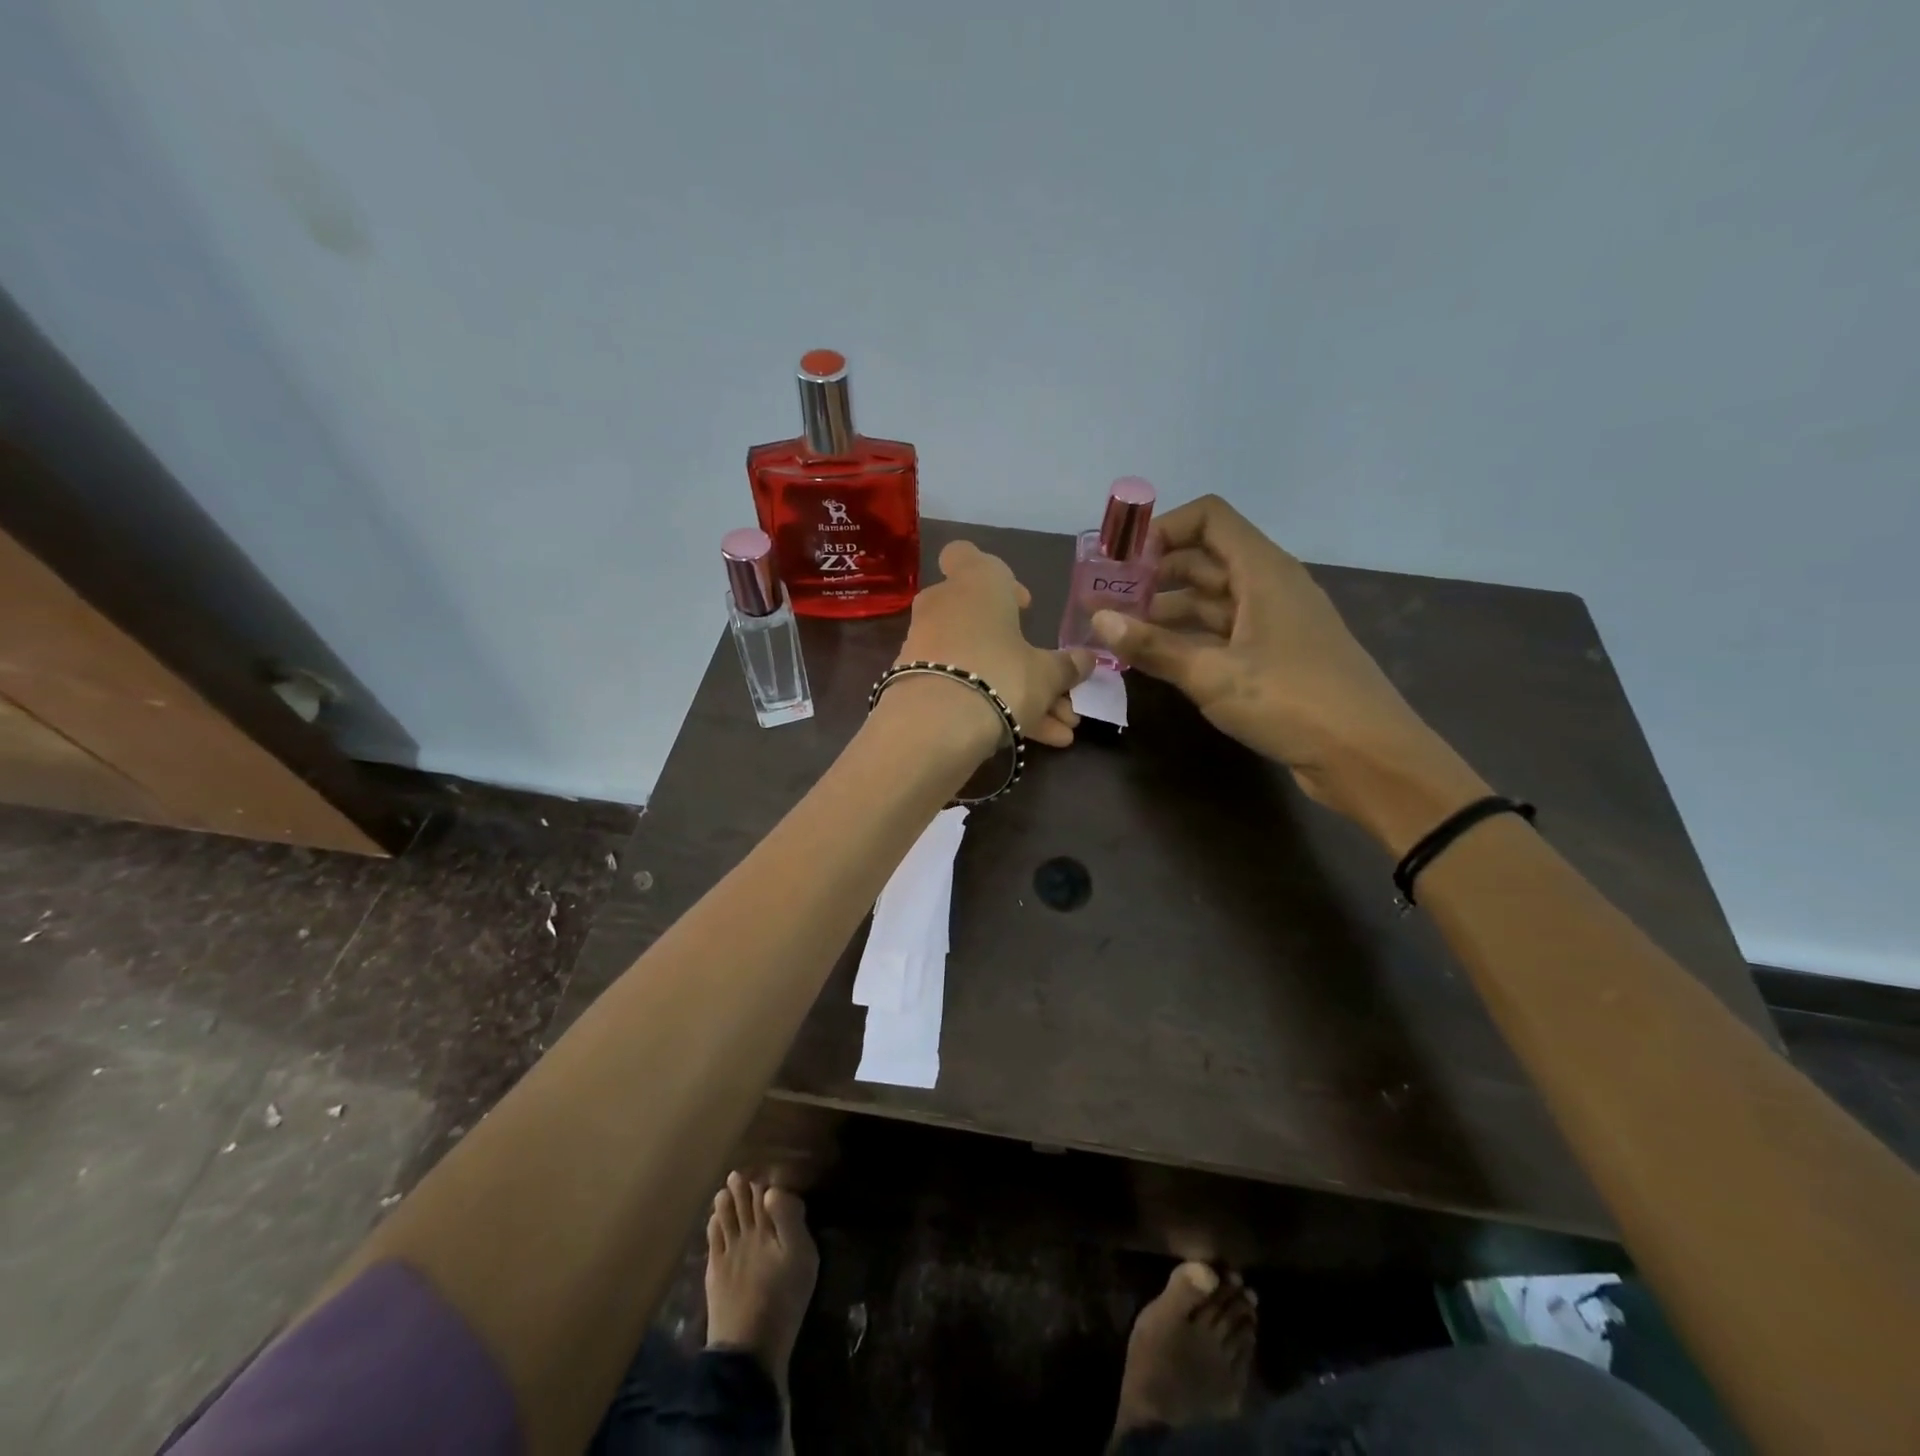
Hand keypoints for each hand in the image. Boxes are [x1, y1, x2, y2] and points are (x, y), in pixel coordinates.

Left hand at [893, 540, 1094, 752]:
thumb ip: (1066, 666)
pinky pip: (962, 689)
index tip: (1021, 606)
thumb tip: (1086, 659)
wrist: (935, 726)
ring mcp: (924, 646)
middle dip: (1019, 655)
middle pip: (981, 623)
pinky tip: (1037, 739)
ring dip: (1019, 692)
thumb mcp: (1046, 674)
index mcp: (975, 584)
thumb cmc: (1000, 675)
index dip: (998, 578)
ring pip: (979, 663)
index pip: (965, 555)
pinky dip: (996, 709)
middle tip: (1049, 679)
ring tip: (1062, 729)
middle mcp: (943, 606)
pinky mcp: (913, 683)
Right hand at [1091, 496, 1484, 840]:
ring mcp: (1274, 623)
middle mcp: (1270, 587)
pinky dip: (1188, 638)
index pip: (1209, 518)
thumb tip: (1098, 620)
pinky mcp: (1276, 657)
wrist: (1366, 757)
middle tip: (1108, 599)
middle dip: (1155, 573)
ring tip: (1121, 630)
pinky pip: (1223, 632)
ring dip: (1167, 609)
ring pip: (1212, 599)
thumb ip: (1153, 646)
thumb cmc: (1291, 701)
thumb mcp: (1212, 674)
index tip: (1122, 560)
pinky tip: (1156, 657)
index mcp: (1263, 571)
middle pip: (1205, 558)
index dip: (1162, 529)